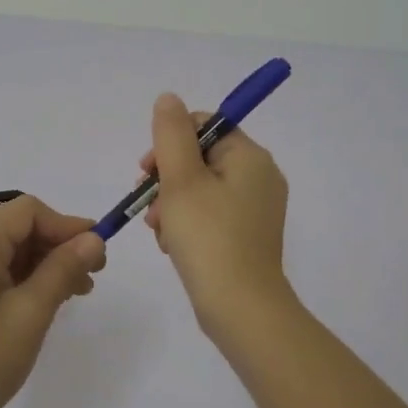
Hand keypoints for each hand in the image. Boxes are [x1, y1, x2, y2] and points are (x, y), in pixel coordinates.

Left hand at [0, 194, 106, 407]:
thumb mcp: (31, 314)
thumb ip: (62, 269)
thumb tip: (93, 238)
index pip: (28, 212)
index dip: (66, 225)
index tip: (97, 252)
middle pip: (18, 229)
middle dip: (58, 246)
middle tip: (93, 277)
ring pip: (9, 252)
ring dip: (45, 264)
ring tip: (77, 293)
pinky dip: (24, 279)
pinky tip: (47, 302)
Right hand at [141, 92, 292, 338]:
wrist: (240, 308)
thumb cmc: (208, 237)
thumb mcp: (181, 180)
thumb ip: (171, 134)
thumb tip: (169, 98)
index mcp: (250, 157)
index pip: (205, 126)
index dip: (170, 142)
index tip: (147, 171)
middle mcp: (260, 177)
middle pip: (200, 158)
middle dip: (166, 179)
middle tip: (149, 205)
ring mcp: (256, 209)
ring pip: (200, 189)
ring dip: (171, 204)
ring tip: (159, 232)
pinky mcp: (248, 236)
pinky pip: (210, 215)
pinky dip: (187, 224)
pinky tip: (172, 245)